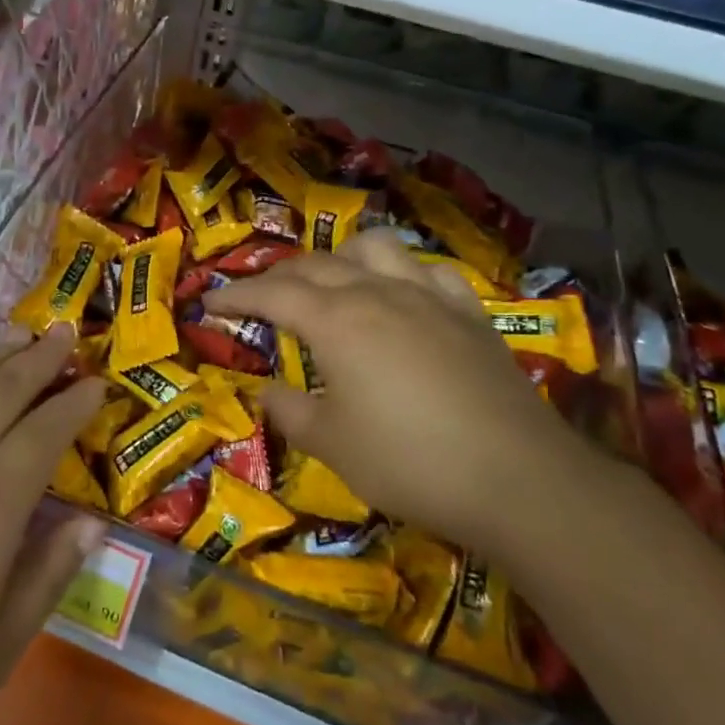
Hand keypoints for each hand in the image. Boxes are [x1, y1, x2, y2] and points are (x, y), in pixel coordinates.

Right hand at [206, 228, 591, 554]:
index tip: (207, 301)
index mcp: (335, 321)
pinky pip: (429, 272)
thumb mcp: (332, 445)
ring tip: (332, 282)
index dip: (234, 295)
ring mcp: (428, 296)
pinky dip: (404, 274)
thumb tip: (266, 390)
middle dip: (277, 276)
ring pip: (375, 247)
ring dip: (342, 257)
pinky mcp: (469, 313)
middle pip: (315, 265)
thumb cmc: (409, 461)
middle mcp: (376, 292)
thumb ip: (289, 411)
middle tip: (258, 298)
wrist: (517, 477)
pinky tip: (404, 297)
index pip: (271, 293)